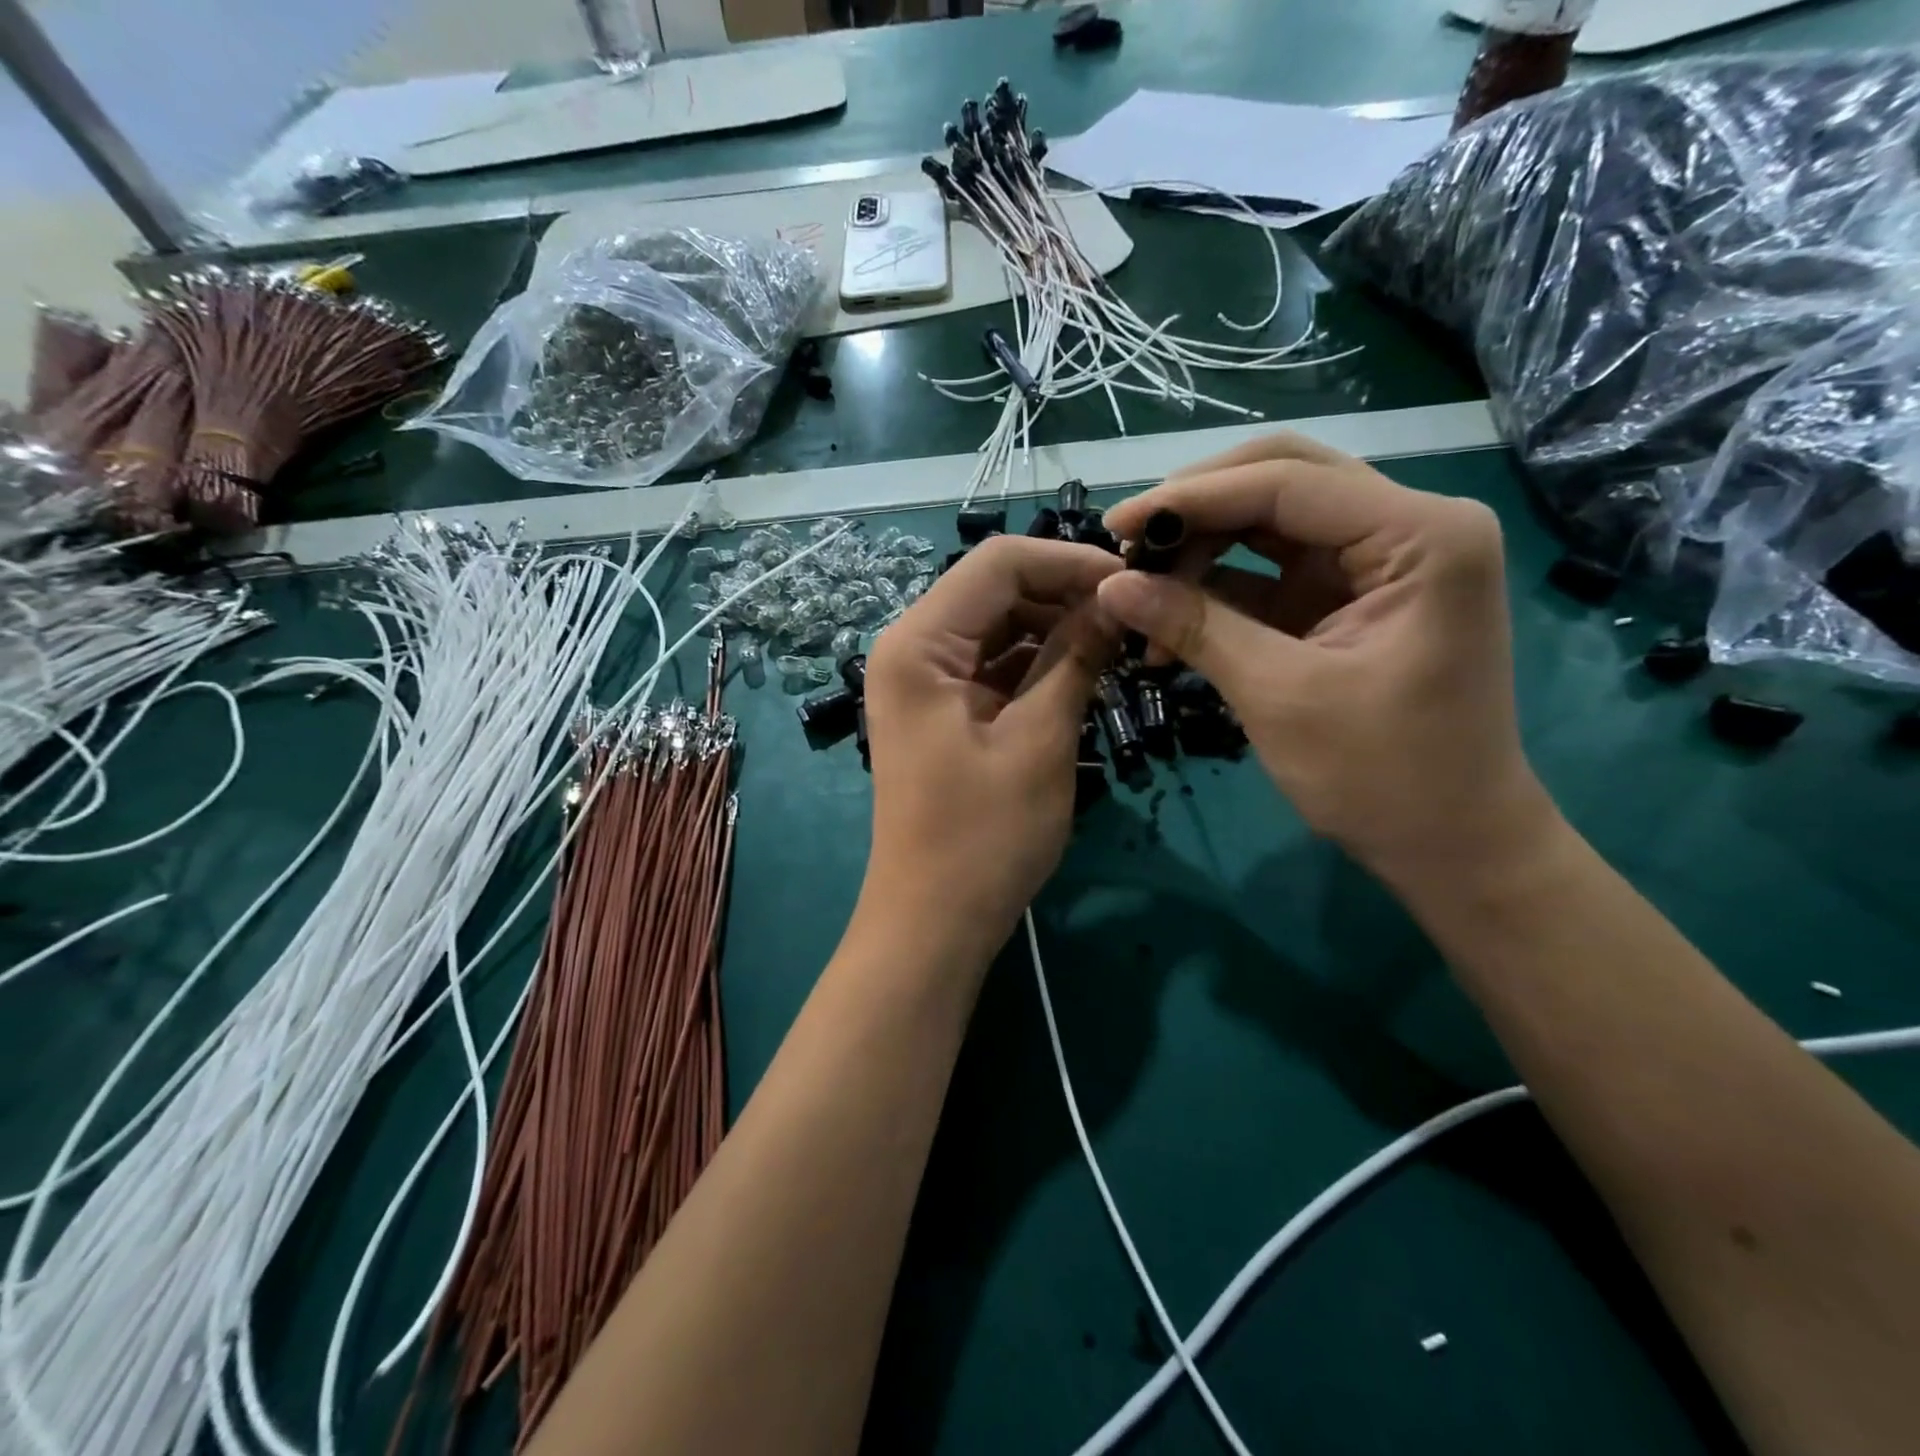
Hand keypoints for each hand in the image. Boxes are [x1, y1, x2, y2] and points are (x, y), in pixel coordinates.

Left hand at [859, 535, 1120, 958]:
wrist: (934, 921)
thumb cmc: (984, 837)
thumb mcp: (1040, 740)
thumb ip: (1076, 658)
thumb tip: (1117, 599)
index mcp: (918, 644)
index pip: (999, 563)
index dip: (1069, 561)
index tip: (1132, 582)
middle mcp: (911, 648)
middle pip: (996, 589)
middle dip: (1064, 594)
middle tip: (1131, 617)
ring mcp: (923, 680)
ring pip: (998, 626)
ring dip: (1055, 629)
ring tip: (1115, 646)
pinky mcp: (941, 710)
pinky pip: (993, 665)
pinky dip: (1036, 663)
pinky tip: (1081, 673)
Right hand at [1097, 433, 1556, 890]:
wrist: (1451, 843)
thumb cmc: (1383, 775)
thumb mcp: (1279, 695)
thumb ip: (1195, 626)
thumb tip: (1110, 584)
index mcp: (1420, 536)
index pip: (1287, 484)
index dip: (1190, 498)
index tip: (1115, 526)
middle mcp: (1408, 526)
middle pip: (1282, 481)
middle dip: (1197, 510)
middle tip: (1128, 546)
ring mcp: (1377, 561)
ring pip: (1269, 522)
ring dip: (1201, 551)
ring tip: (1141, 596)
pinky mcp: (1348, 596)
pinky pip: (1270, 571)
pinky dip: (1218, 589)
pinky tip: (1169, 620)